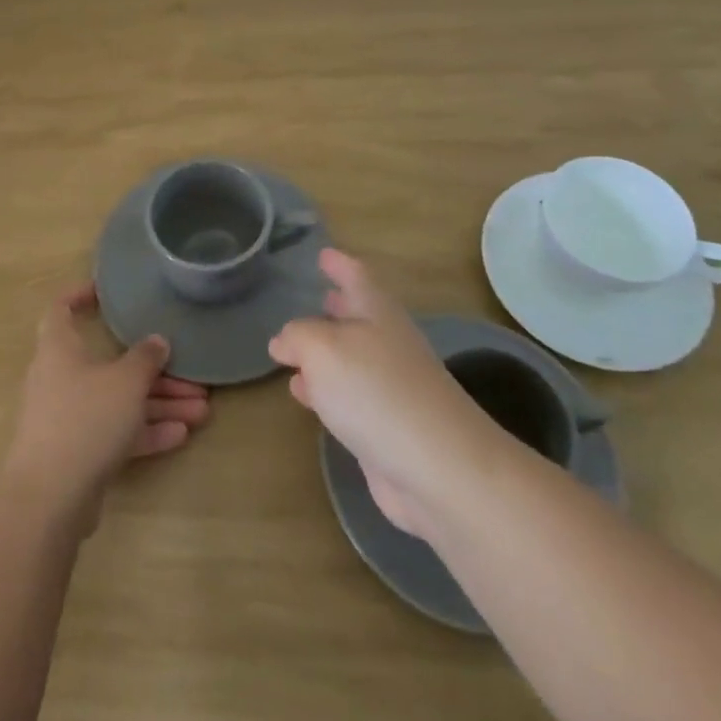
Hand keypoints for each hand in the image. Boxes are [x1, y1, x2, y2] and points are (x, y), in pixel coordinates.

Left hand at [1, 285, 209, 526]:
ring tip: (202, 410)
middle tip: (192, 376)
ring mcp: (68, 418)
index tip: (107, 292)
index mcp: (59, 349)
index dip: (80, 295)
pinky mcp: (77, 453)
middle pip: (109, 364)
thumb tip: (156, 341)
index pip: (61, 309)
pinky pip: (115, 433)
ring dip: (159, 404)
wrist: (49, 499)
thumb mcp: (125, 382)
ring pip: (118, 401)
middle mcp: (60, 378)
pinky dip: (145, 432)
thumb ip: (145, 358)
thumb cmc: (84, 419)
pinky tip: (181, 435)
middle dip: (153, 371)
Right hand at [269, 250, 490, 539]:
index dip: (339, 263)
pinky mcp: (387, 427)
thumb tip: (283, 342)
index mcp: (377, 313)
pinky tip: (304, 394)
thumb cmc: (376, 390)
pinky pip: (348, 396)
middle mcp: (387, 343)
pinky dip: (324, 390)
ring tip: (294, 350)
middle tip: (315, 296)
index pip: (357, 276)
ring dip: (325, 352)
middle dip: (337, 306)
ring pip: (351, 358)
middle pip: (360, 316)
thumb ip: (297, 337)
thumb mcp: (322, 348)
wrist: (438, 468)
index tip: (323, 253)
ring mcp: (391, 387)